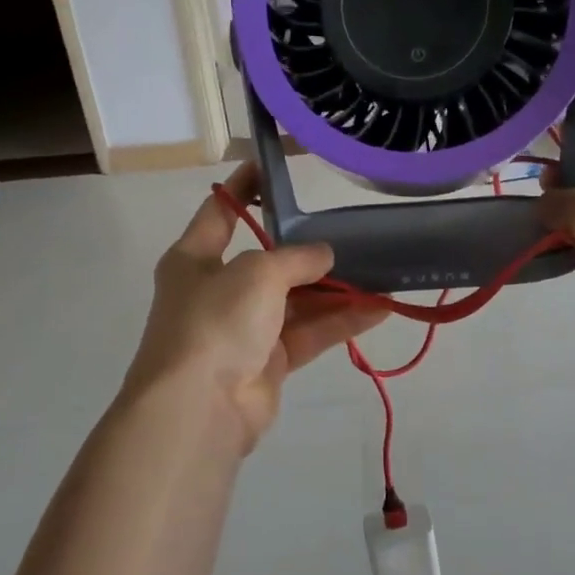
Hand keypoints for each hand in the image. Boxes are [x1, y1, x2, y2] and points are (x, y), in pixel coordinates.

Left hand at [125, 165, 387, 451]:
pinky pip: (308, 334)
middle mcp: (216, 291)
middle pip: (267, 261)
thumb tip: (324, 256)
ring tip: (379, 272)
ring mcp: (243, 329)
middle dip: (308, 250)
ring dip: (334, 290)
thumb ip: (295, 258)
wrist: (199, 408)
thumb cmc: (215, 321)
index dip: (244, 187)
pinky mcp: (267, 363)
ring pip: (295, 301)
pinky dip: (340, 322)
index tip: (273, 166)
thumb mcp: (256, 273)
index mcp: (194, 259)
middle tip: (350, 232)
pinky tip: (379, 308)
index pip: (220, 212)